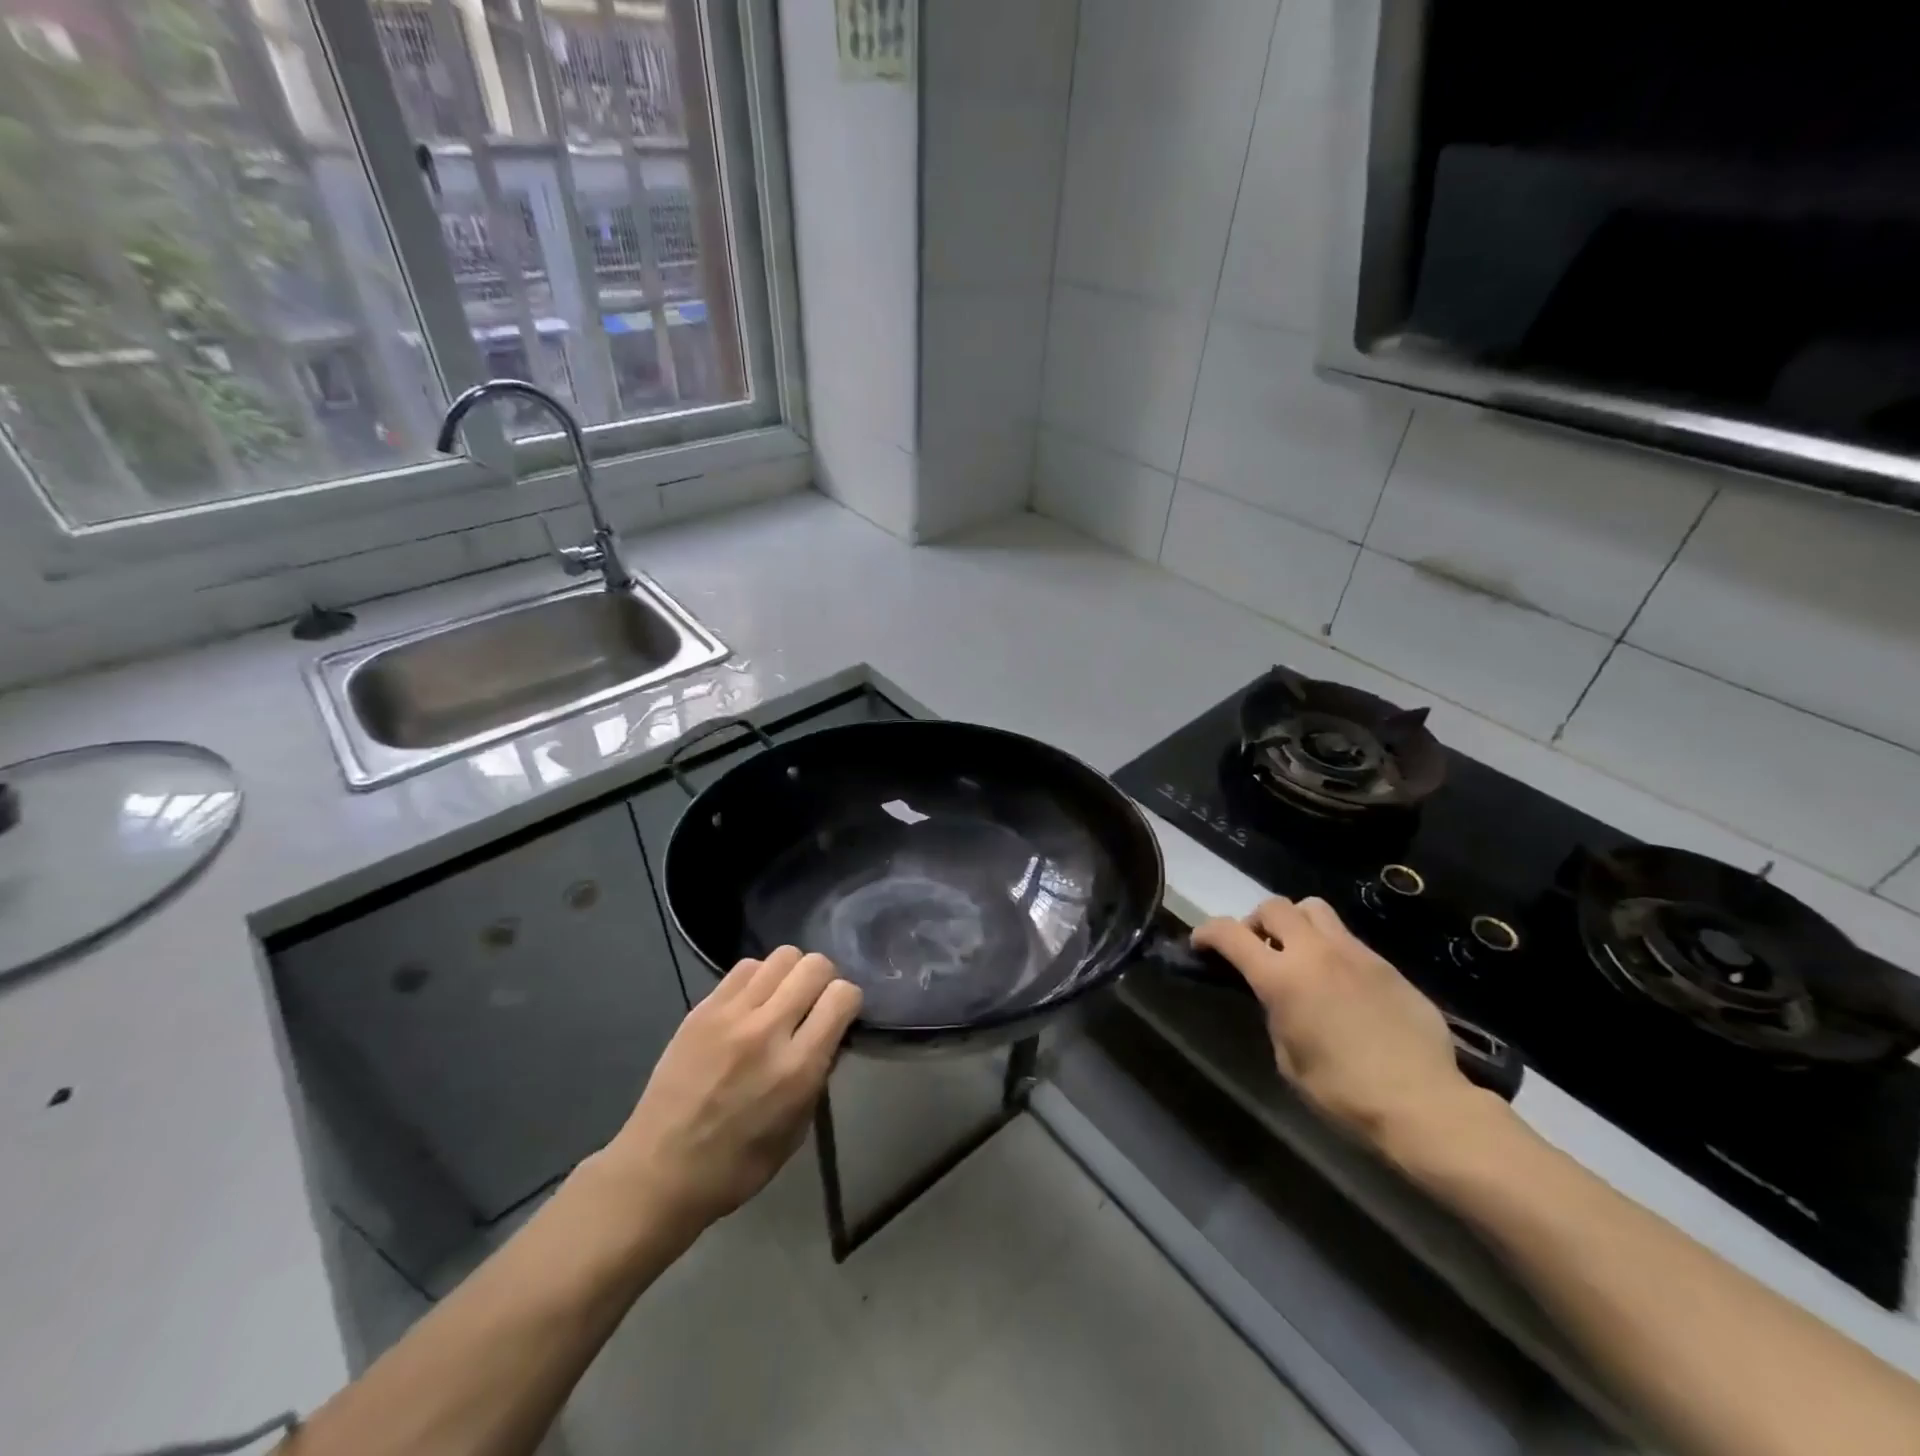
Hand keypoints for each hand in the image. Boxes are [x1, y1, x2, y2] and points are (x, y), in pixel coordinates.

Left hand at [593, 946, 861, 1233]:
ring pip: (782, 956)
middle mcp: (767, 1030)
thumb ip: (817, 1075)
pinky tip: (752, 1002)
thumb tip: (829, 1036)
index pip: (842, 996)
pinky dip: (759, 977)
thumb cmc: (736, 1165)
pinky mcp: (703, 1008)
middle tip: (814, 1004)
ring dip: (792, 974)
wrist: (658, 1171)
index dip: (849, 1001)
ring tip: (782, 999)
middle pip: (815, 965)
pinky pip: (745, 967)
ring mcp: (731, 1014)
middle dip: (825, 980)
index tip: (841, 1017)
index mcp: (797, 1068)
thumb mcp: (796, 1130)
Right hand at [1193, 897, 1492, 1158]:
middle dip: (1256, 922)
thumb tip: (1280, 998)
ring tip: (1299, 954)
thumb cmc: (1343, 1092)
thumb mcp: (1288, 1058)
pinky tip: (1340, 984)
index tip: (1201, 944)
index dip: (1207, 932)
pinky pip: (1348, 939)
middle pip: (1274, 906)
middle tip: (1257, 949)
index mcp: (1281, 978)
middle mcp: (1314, 952)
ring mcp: (1354, 953)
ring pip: (1314, 909)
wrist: (1423, 1104)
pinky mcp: (1385, 964)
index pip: (1229, 933)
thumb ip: (1277, 1013)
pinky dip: (1331, 949)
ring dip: (1296, 924)